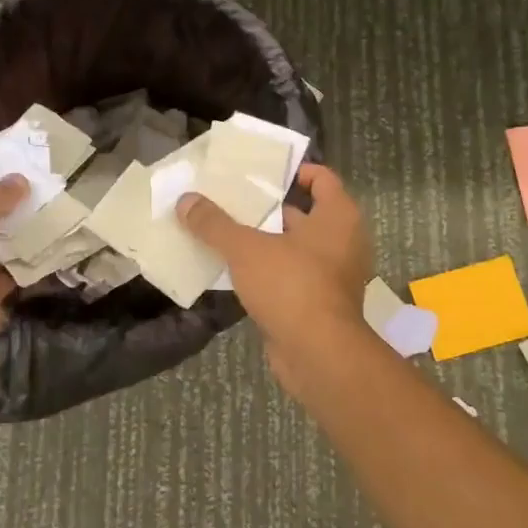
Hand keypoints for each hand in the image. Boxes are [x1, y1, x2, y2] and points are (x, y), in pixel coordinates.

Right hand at [177, 164, 373, 389]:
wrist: (319, 356)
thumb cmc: (292, 286)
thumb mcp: (246, 249)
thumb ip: (214, 224)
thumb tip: (185, 200)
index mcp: (338, 217)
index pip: (322, 179)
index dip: (294, 171)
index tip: (260, 173)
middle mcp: (342, 242)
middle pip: (304, 213)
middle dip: (269, 207)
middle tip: (231, 199)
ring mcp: (332, 275)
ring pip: (294, 247)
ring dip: (264, 241)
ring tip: (225, 231)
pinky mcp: (318, 303)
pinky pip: (289, 276)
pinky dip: (267, 271)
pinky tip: (233, 269)